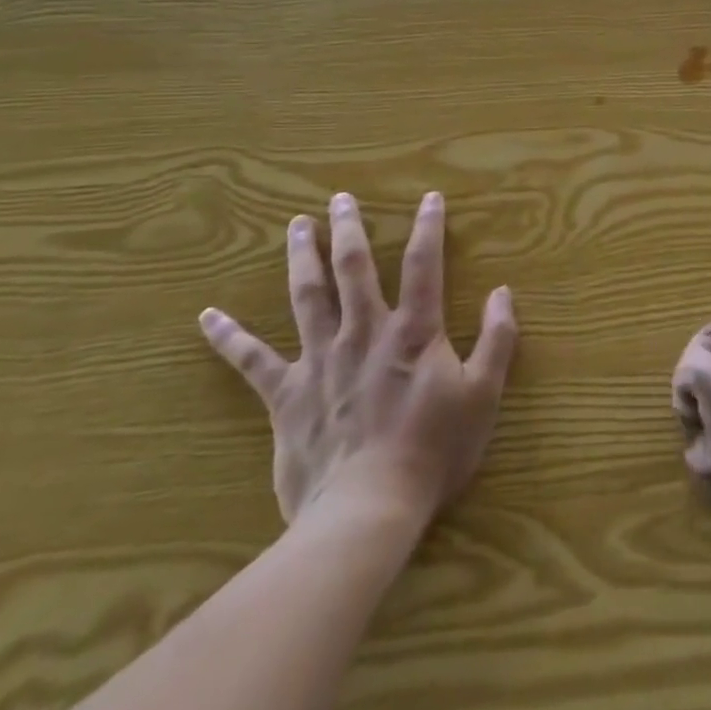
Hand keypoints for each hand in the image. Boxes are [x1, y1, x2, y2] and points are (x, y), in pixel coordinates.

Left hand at [200, 190, 516, 532]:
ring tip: (297, 226)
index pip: (423, 265)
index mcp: (412, 331)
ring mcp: (320, 361)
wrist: (367, 511)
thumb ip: (497, 339)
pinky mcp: (286, 396)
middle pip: (354, 268)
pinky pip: (252, 361)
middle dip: (349, 229)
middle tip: (340, 199)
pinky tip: (207, 317)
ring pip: (308, 296)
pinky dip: (229, 337)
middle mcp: (364, 333)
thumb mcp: (482, 395)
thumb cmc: (433, 451)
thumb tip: (503, 292)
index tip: (429, 198)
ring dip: (303, 257)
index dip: (428, 228)